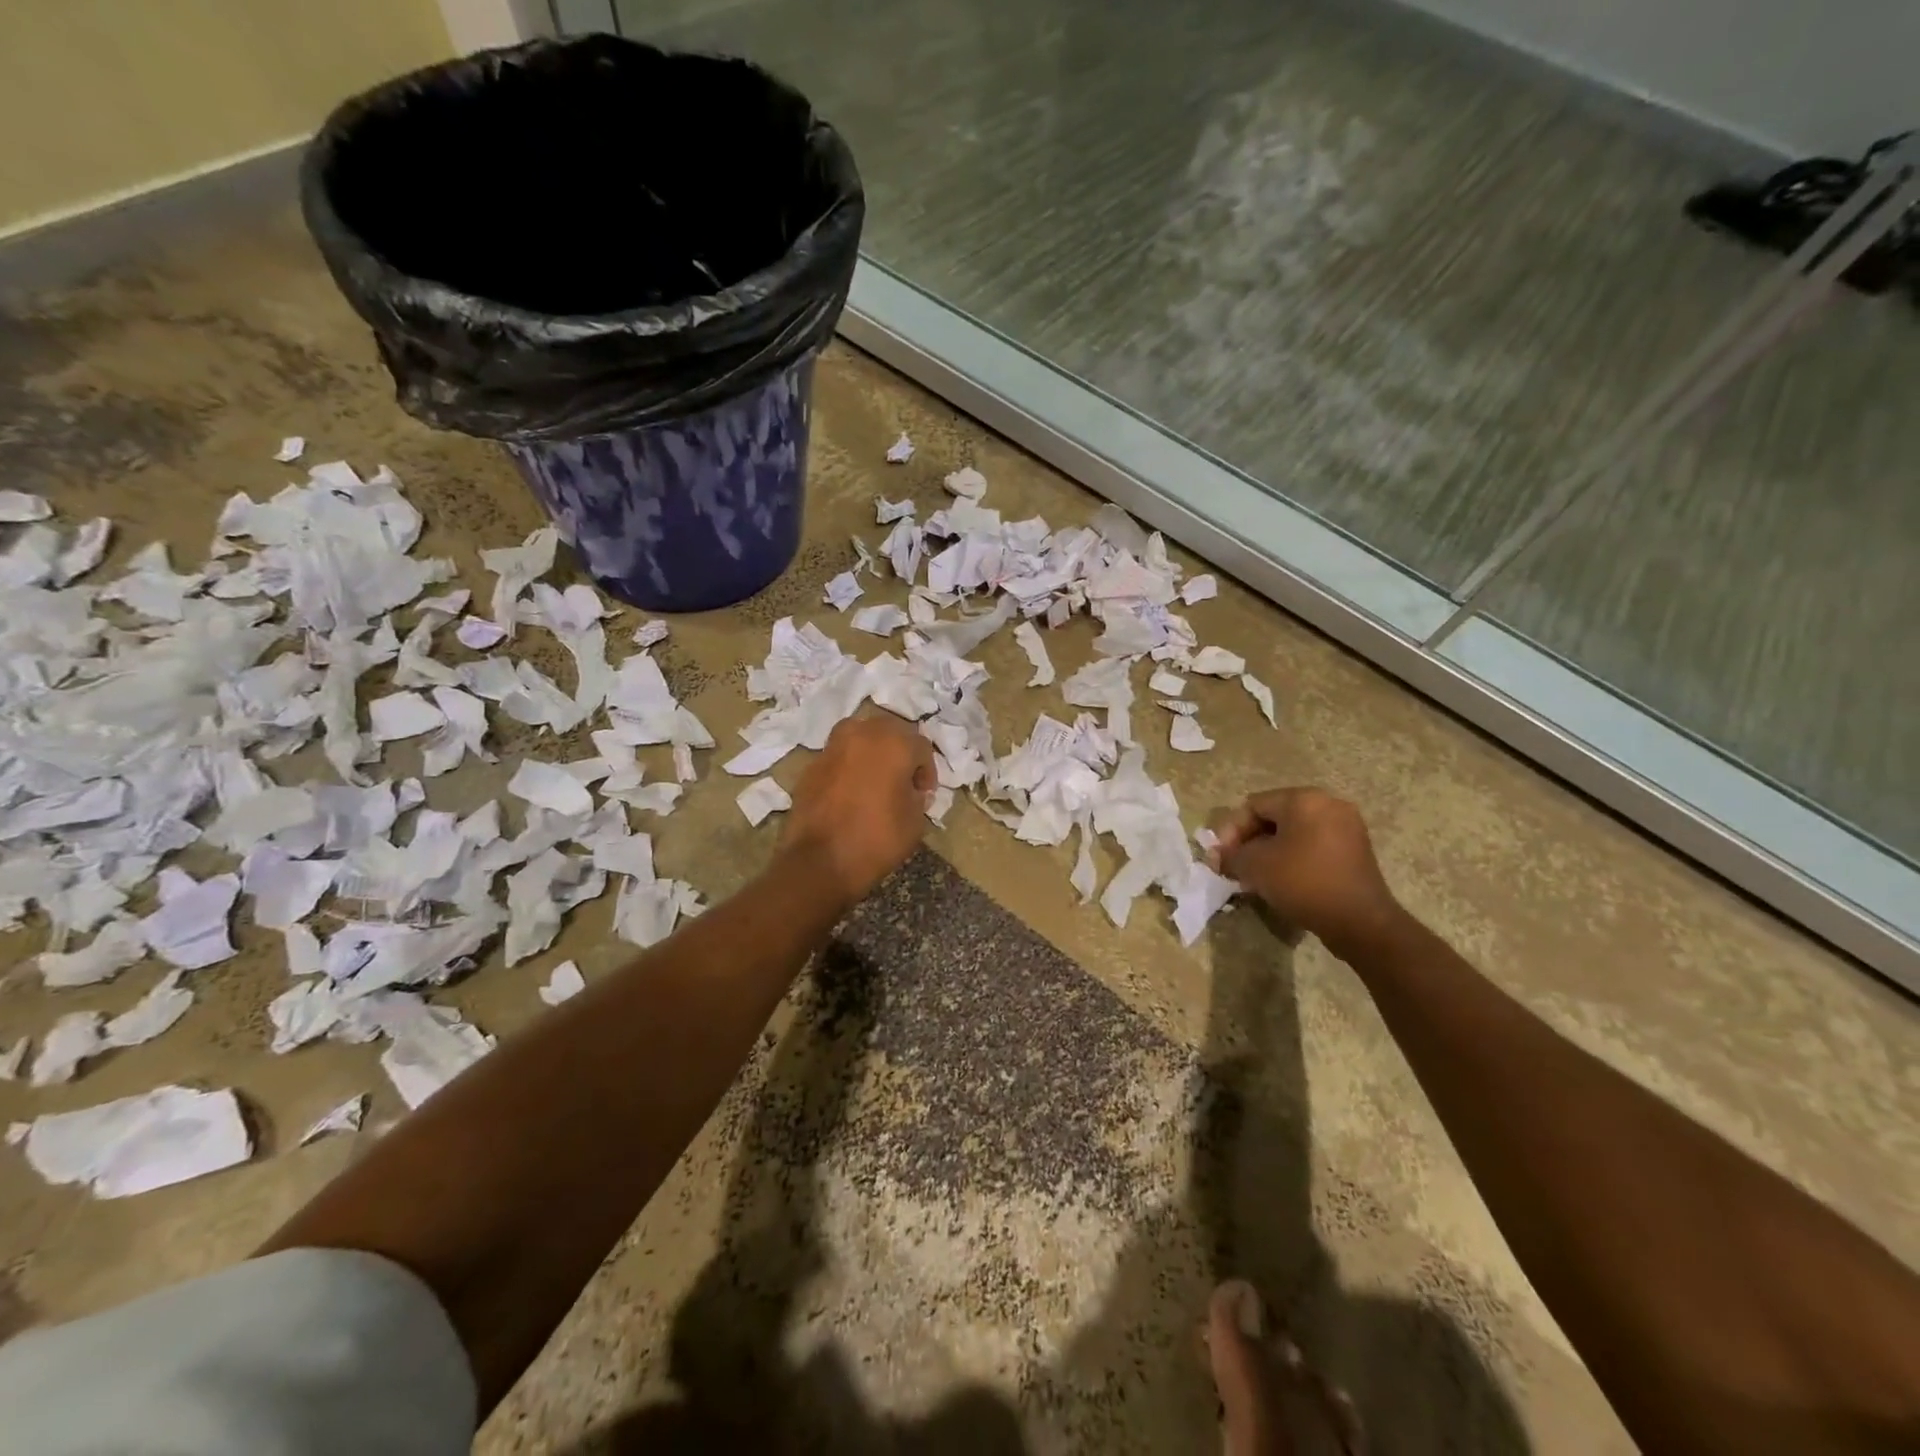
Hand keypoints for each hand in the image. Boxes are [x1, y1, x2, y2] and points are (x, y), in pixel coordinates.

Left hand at [784, 714, 935, 904]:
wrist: (819, 861)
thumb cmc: (877, 839)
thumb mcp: (915, 821)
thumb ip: (918, 796)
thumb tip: (911, 789)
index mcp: (894, 743)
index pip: (921, 746)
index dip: (927, 771)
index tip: (924, 795)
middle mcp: (862, 734)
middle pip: (889, 732)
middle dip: (900, 753)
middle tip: (902, 781)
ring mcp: (833, 746)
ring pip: (860, 737)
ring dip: (872, 752)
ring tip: (875, 780)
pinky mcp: (812, 764)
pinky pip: (839, 756)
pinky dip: (848, 766)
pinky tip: (850, 791)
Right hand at [1209, 788, 1404, 957]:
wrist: (1360, 921)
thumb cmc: (1303, 882)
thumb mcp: (1255, 866)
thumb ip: (1231, 855)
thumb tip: (1217, 857)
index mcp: (1304, 799)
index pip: (1253, 805)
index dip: (1230, 831)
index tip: (1220, 858)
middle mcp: (1328, 804)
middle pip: (1274, 816)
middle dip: (1249, 841)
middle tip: (1234, 866)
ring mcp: (1346, 827)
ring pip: (1293, 833)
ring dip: (1269, 851)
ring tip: (1254, 876)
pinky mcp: (1355, 851)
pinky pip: (1312, 846)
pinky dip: (1292, 858)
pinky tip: (1280, 880)